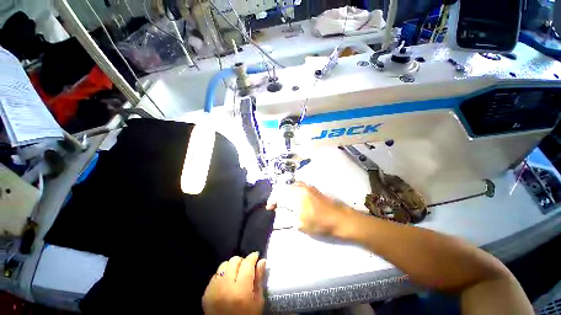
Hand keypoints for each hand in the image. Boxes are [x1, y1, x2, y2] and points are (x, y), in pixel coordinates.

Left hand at [202, 252, 265, 314]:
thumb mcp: (257, 302)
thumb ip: (259, 280)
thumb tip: (262, 261)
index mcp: (241, 290)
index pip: (247, 263)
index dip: (253, 257)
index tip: (256, 256)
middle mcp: (225, 286)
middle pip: (234, 261)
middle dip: (242, 261)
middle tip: (247, 268)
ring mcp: (213, 289)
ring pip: (224, 265)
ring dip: (232, 266)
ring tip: (236, 275)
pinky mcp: (206, 292)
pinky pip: (216, 275)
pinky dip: (223, 274)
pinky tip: (227, 283)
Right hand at [266, 182, 350, 235]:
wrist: (340, 218)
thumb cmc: (321, 224)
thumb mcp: (302, 225)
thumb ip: (290, 217)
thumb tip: (283, 212)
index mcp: (297, 197)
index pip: (279, 194)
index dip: (272, 200)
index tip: (270, 207)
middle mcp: (301, 188)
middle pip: (284, 187)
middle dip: (277, 195)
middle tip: (276, 204)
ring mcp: (307, 187)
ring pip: (291, 184)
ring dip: (285, 191)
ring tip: (284, 199)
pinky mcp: (313, 188)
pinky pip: (299, 185)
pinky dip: (293, 189)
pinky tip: (294, 196)